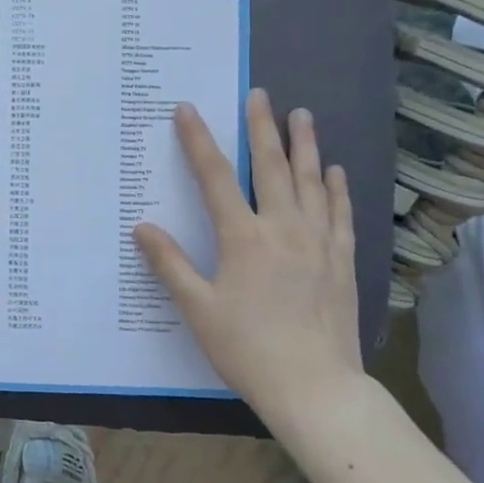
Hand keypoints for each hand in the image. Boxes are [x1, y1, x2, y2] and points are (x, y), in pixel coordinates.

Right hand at [134, 89, 362, 418]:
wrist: (315, 388)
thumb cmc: (247, 348)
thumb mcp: (197, 308)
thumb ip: (169, 264)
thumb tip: (142, 228)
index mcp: (243, 238)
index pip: (215, 178)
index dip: (198, 141)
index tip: (187, 110)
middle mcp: (283, 230)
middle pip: (272, 168)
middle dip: (262, 127)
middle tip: (260, 95)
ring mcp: (318, 244)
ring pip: (312, 183)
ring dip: (305, 146)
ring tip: (303, 115)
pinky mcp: (341, 263)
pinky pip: (340, 215)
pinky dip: (336, 189)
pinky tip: (334, 171)